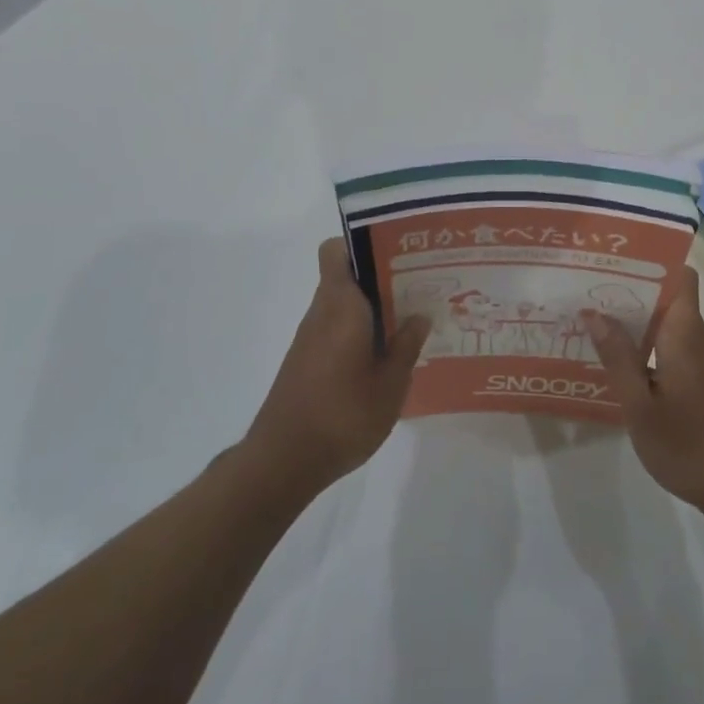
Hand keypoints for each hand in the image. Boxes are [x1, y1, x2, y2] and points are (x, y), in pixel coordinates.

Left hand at [246, 238, 431, 493]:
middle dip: (381, 275)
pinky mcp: (307, 360)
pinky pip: (337, 327)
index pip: (337, 251)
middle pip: (346, 275)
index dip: (362, 242)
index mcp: (341, 306)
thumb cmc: (342, 416)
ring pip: (343, 303)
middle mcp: (322, 312)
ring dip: (373, 306)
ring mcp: (310, 337)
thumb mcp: (390, 385)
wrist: (283, 461)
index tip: (397, 251)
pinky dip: (360, 330)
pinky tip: (386, 354)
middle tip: (420, 285)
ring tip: (412, 318)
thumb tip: (419, 316)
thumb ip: (406, 346)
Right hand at [585, 267, 703, 514]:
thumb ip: (617, 357)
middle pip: (668, 298)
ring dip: (637, 322)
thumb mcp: (640, 405)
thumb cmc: (688, 444)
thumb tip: (594, 313)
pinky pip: (674, 349)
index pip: (680, 276)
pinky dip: (648, 348)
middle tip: (587, 294)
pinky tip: (620, 365)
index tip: (615, 263)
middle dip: (631, 292)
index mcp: (684, 333)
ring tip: (594, 324)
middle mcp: (699, 339)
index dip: (651, 263)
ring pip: (669, 326)